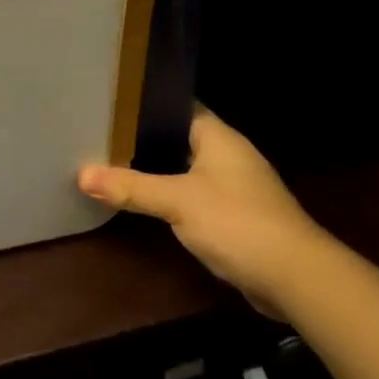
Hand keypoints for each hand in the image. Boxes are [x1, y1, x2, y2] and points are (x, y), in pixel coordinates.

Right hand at [77, 111, 333, 320]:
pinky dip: (168, 195)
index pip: (176, 104)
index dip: (143, 101)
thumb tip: (82, 175)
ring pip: (182, 167)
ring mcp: (232, 186)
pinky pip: (191, 195)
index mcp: (217, 136)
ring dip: (153, 168)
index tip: (107, 99)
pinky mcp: (232, 215)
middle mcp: (227, 154)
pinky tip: (140, 199)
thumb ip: (131, 187)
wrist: (297, 279)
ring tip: (108, 160)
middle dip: (140, 136)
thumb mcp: (178, 201)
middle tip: (97, 130)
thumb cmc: (238, 222)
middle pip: (175, 136)